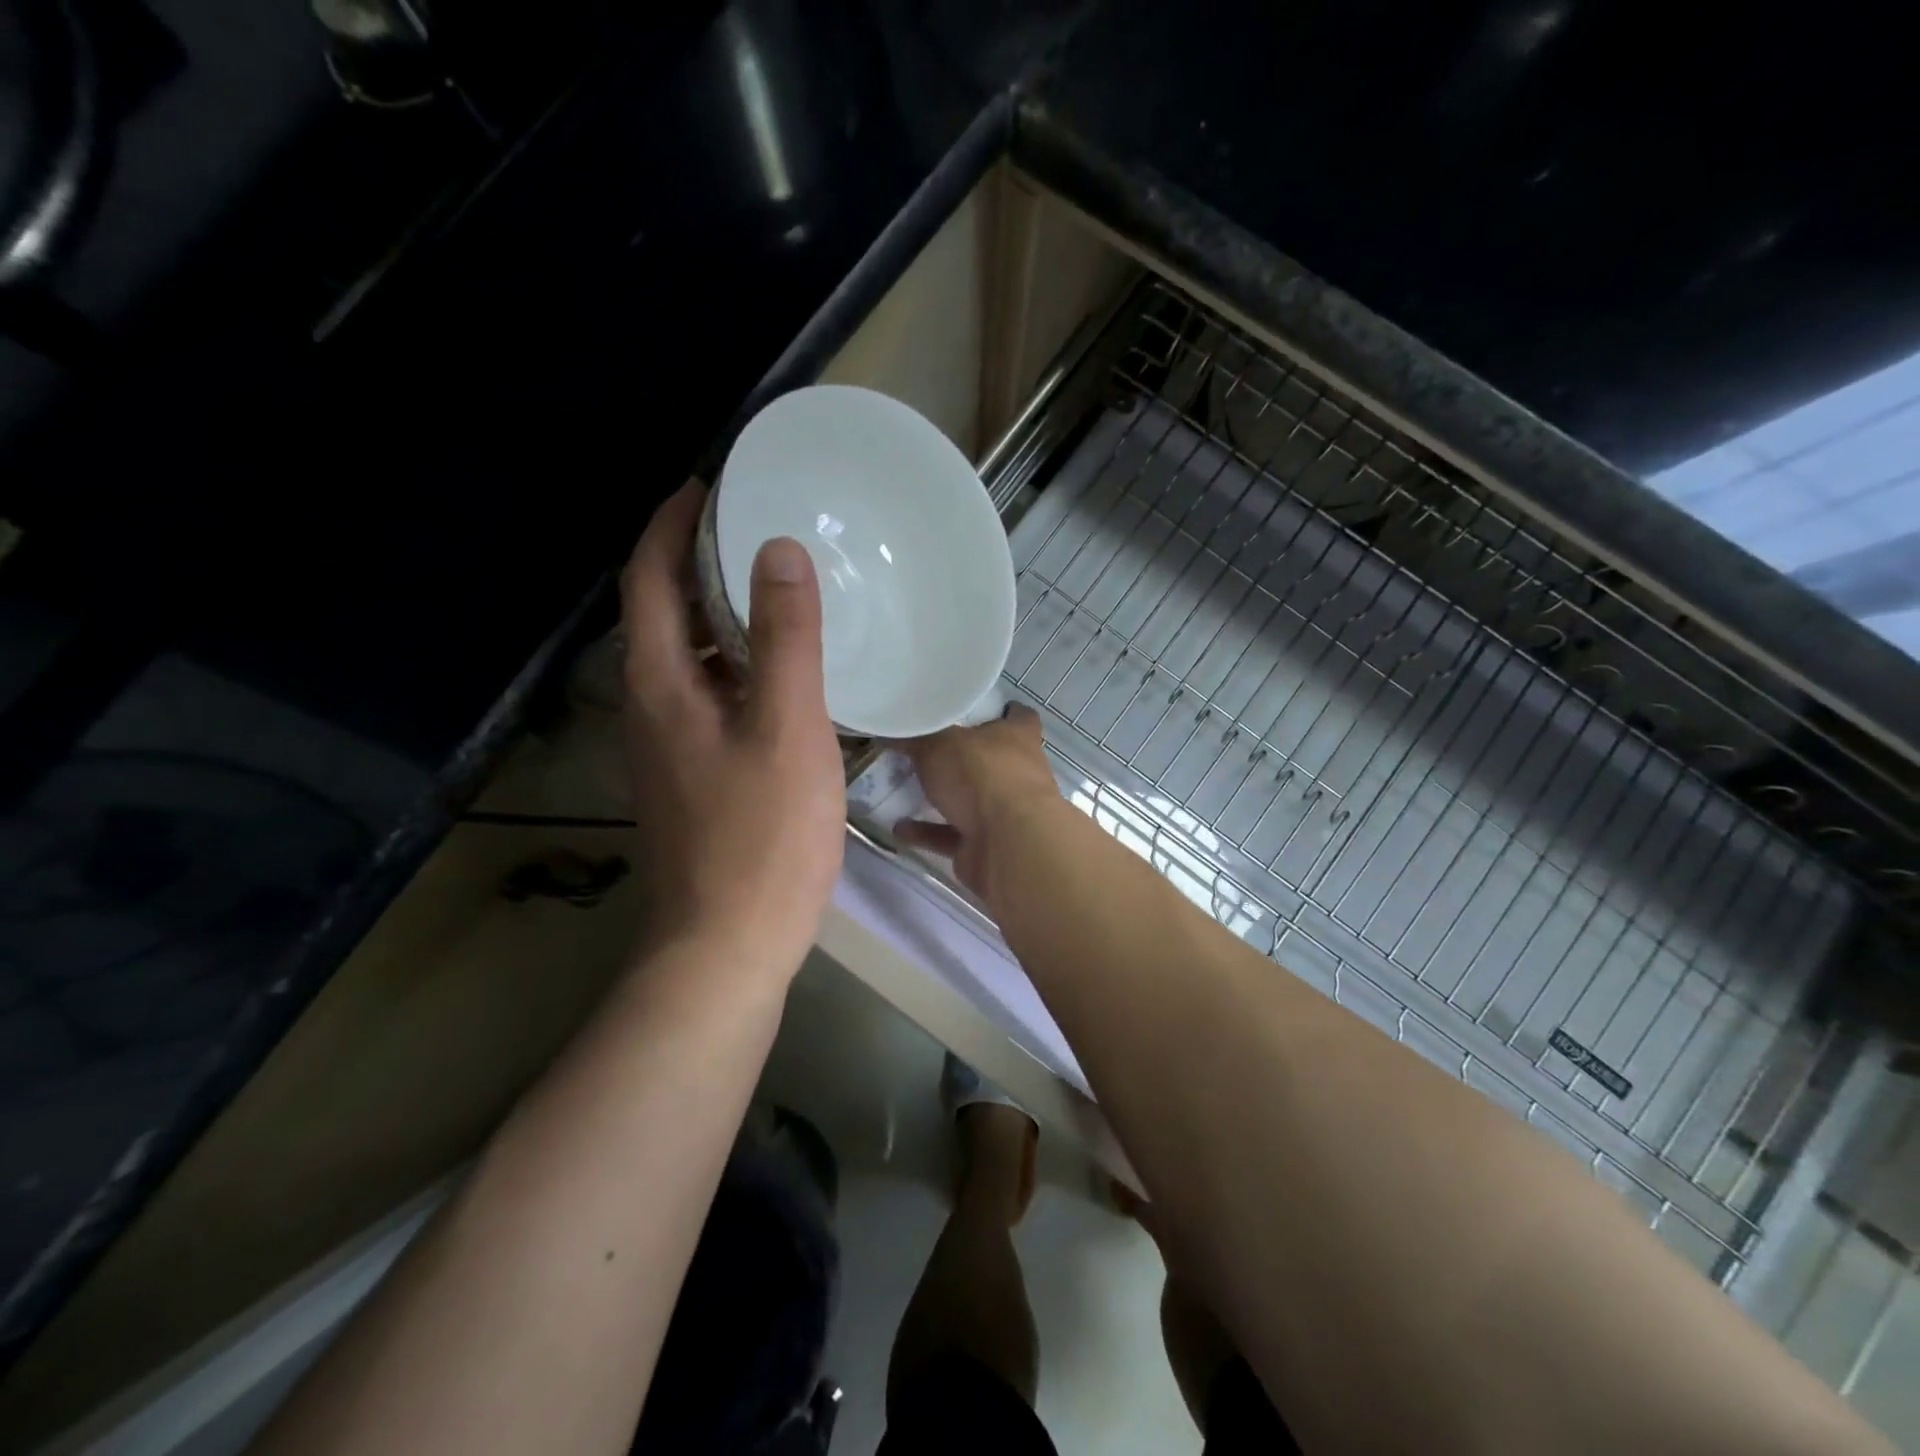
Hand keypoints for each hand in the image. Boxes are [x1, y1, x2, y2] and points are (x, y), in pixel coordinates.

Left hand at [619, 482, 845, 978]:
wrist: (727, 944)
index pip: (649, 578)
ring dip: (718, 612)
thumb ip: (786, 638)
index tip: (708, 484)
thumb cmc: (762, 836)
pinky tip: (782, 671)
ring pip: (687, 655)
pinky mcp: (693, 773)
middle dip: (696, 559)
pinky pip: (709, 692)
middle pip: (661, 612)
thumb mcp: (787, 727)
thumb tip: (778, 551)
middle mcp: (649, 705)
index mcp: (660, 683)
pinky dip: (736, 661)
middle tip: (755, 527)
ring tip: (775, 586)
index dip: (672, 523)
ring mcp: (668, 744)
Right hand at [895, 704, 1059, 898]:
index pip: (1019, 717)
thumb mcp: (939, 743)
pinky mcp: (988, 845)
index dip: (1003, 712)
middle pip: (992, 760)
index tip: (977, 711)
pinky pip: (953, 835)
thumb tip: (892, 730)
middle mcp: (1018, 773)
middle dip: (964, 758)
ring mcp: (1006, 813)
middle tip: (927, 750)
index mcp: (1018, 737)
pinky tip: (899, 828)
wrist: (1007, 844)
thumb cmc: (981, 775)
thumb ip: (917, 737)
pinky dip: (928, 833)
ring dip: (943, 799)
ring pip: (972, 801)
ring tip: (905, 789)